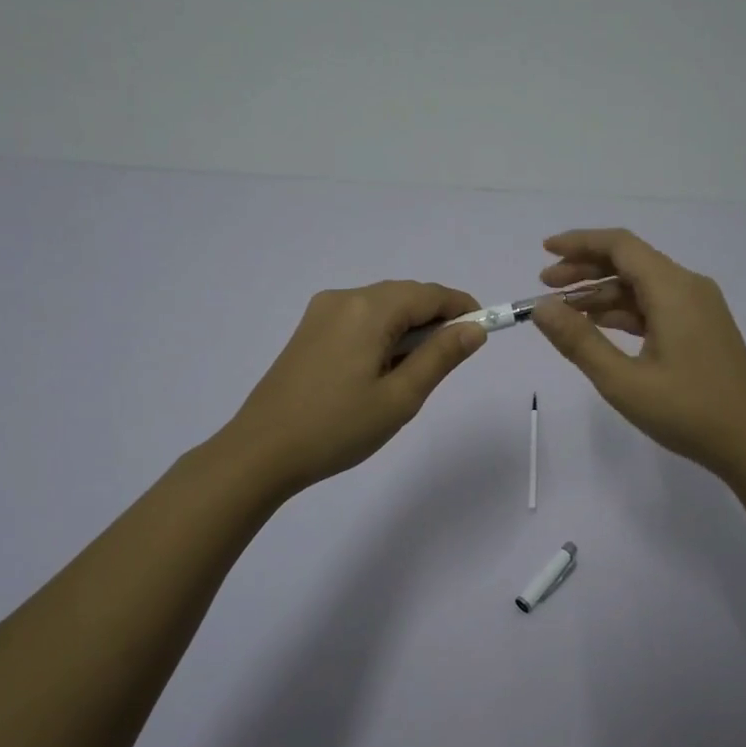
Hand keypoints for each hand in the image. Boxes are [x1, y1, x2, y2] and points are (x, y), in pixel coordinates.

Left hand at [219, 281, 485, 496]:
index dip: (462, 307)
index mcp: (368, 309)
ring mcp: (321, 313)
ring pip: (381, 307)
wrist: (261, 452)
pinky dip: (382, 334)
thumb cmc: (337, 428)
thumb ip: (441, 356)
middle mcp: (344, 298)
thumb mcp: (400, 397)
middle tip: (452, 359)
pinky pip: (359, 319)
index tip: (484, 330)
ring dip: (408, 328)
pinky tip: (382, 369)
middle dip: (435, 319)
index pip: (429, 294)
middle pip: (404, 296)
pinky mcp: (308, 331)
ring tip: (415, 372)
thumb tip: (474, 328)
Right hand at [532, 229, 745, 481]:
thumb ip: (579, 341)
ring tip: (563, 312)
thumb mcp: (624, 381)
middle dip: (585, 269)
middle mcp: (689, 287)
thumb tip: (541, 308)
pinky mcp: (702, 328)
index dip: (579, 243)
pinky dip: (623, 311)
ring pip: (641, 286)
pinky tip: (599, 326)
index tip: (545, 251)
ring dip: (602, 293)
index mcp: (673, 289)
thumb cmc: (689, 412)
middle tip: (544, 285)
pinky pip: (655, 306)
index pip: (620, 245)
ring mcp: (699, 308)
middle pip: (630, 261)